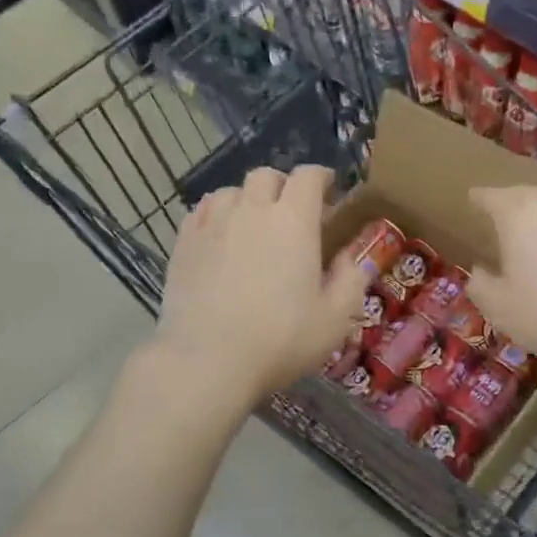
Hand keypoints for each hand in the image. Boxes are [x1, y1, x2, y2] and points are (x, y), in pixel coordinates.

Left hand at [153, 165, 370, 405]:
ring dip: (248, 200)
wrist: (207, 360)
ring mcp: (212, 223)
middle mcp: (252, 210)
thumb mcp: (334, 319)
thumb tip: (352, 259)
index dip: (322, 178)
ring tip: (253, 225)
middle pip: (267, 175)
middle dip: (284, 186)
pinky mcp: (184, 242)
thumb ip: (350, 281)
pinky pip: (201, 211)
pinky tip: (220, 237)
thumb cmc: (280, 340)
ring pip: (231, 191)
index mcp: (294, 221)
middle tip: (292, 212)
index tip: (330, 192)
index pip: (309, 177)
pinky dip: (217, 214)